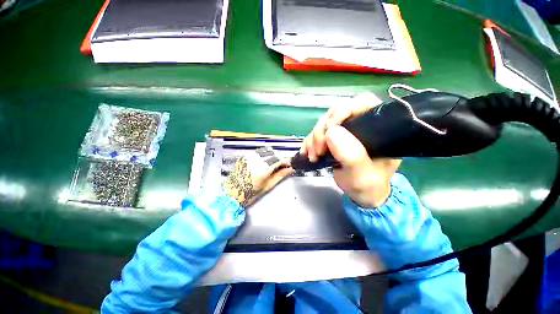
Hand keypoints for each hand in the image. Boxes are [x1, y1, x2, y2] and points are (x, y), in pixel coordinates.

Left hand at [223, 149, 293, 206]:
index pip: (279, 159)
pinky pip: (258, 153)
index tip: (288, 166)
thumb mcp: (268, 186)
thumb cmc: (250, 193)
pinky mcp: (244, 157)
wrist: (231, 194)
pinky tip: (263, 164)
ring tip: (271, 166)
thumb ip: (280, 176)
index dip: (286, 162)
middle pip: (273, 154)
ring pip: (266, 152)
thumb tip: (290, 170)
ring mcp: (249, 157)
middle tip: (281, 167)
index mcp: (263, 168)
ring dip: (272, 157)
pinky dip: (263, 156)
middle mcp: (256, 160)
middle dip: (279, 159)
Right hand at [300, 92, 401, 207]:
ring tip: (313, 155)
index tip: (329, 130)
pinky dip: (309, 142)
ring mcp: (345, 131)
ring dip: (314, 138)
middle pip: (336, 112)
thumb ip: (352, 155)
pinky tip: (307, 153)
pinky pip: (317, 133)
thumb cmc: (369, 185)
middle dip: (322, 130)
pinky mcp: (333, 138)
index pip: (361, 103)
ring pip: (324, 123)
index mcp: (377, 127)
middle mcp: (360, 124)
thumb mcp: (363, 175)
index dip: (342, 111)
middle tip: (318, 150)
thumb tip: (331, 131)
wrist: (362, 194)